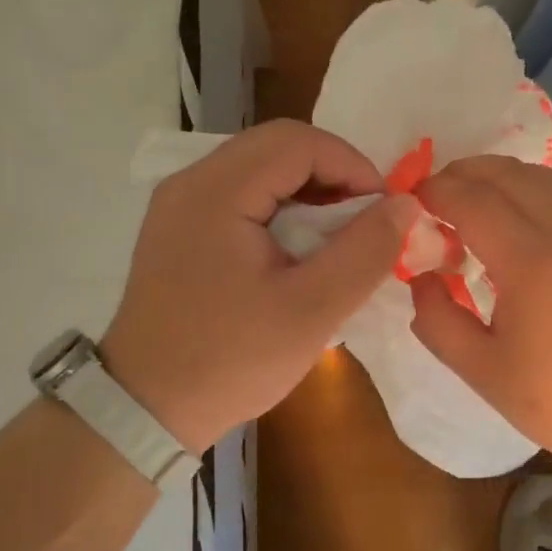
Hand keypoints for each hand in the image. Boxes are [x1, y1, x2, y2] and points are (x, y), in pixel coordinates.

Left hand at [103, 120, 418, 452]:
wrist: (146, 409)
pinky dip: (280, 211)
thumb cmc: (231, 361)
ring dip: (308, 194)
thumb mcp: (312, 310)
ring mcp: (179, 205)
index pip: (299, 141)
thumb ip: (365, 251)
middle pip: (277, 147)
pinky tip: (298, 251)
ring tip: (338, 240)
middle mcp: (191, 183)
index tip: (384, 212)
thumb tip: (405, 204)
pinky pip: (240, 197)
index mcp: (216, 191)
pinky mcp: (179, 230)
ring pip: (260, 170)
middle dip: (333, 177)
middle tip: (365, 223)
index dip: (353, 166)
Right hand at [410, 156, 551, 490]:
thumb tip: (423, 278)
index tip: (410, 202)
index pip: (473, 200)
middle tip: (433, 198)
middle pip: (508, 174)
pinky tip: (517, 220)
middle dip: (463, 174)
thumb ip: (439, 321)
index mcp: (530, 261)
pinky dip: (531, 189)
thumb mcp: (483, 372)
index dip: (435, 192)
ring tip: (472, 200)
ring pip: (543, 177)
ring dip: (500, 176)